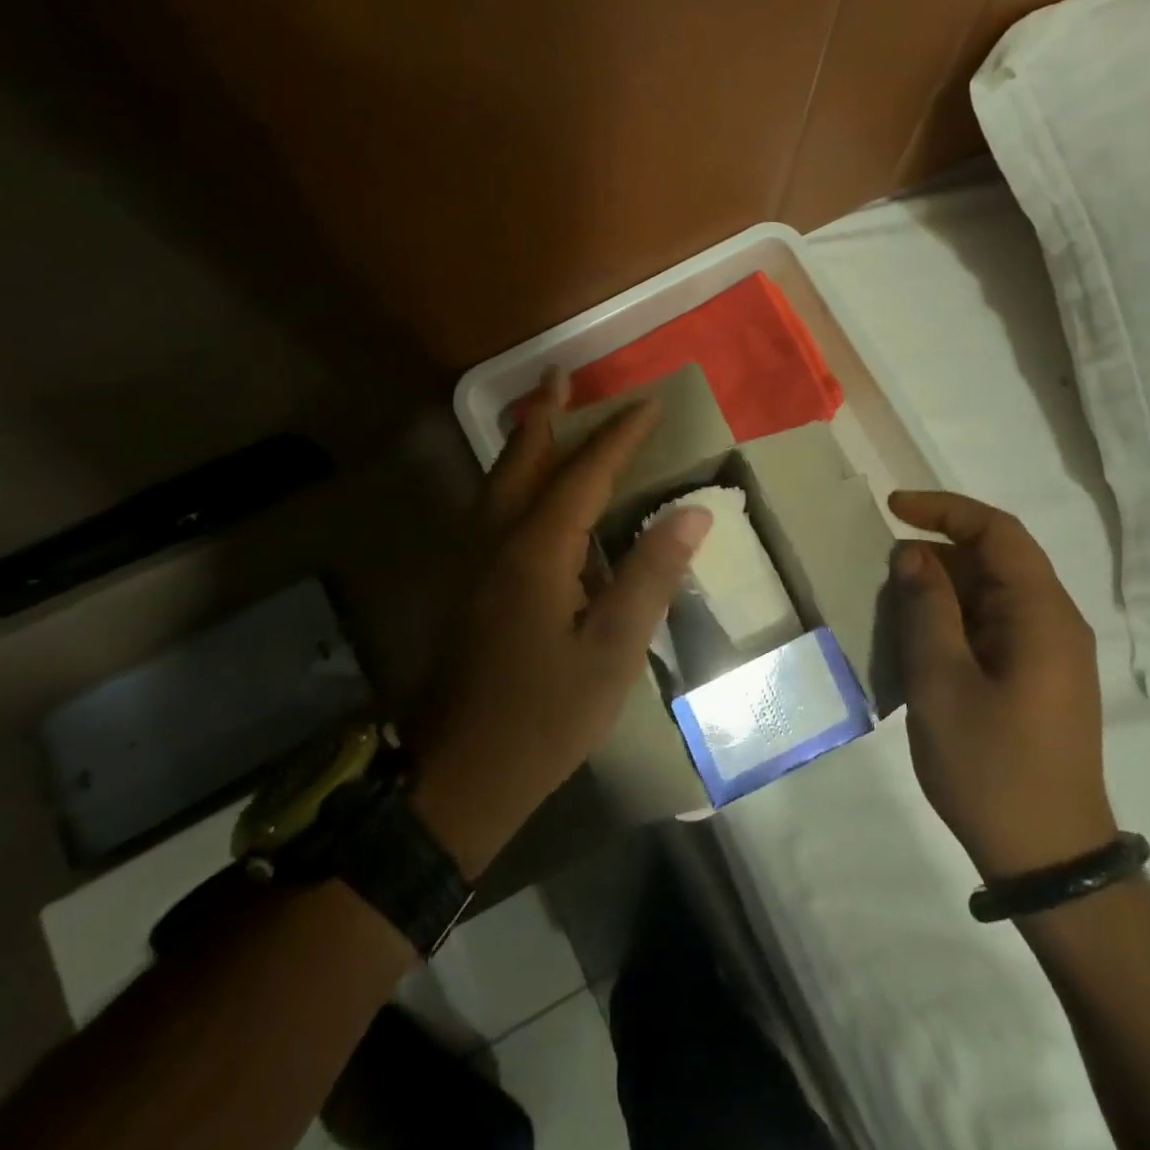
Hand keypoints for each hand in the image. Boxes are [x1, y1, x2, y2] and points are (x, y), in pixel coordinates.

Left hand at [409, 376, 712, 877]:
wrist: (456, 775)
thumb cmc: (544, 717)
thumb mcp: (613, 652)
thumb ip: (650, 577)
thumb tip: (692, 513)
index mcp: (536, 552)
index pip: (585, 475)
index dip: (619, 436)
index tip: (649, 404)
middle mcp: (496, 542)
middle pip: (520, 460)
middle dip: (546, 415)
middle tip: (561, 374)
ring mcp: (472, 563)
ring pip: (497, 482)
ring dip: (524, 442)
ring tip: (545, 414)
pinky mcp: (466, 586)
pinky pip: (490, 509)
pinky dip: (512, 478)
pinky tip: (526, 491)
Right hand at [887, 490, 1116, 878]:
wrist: (1048, 857)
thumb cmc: (991, 767)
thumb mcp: (941, 682)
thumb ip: (926, 609)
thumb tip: (913, 555)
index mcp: (1041, 615)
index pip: (998, 532)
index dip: (945, 509)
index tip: (893, 508)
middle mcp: (1054, 624)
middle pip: (996, 561)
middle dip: (937, 554)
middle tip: (883, 575)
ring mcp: (1049, 654)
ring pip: (991, 595)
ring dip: (942, 591)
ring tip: (893, 610)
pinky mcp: (1037, 680)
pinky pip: (993, 628)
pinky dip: (953, 622)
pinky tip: (918, 646)